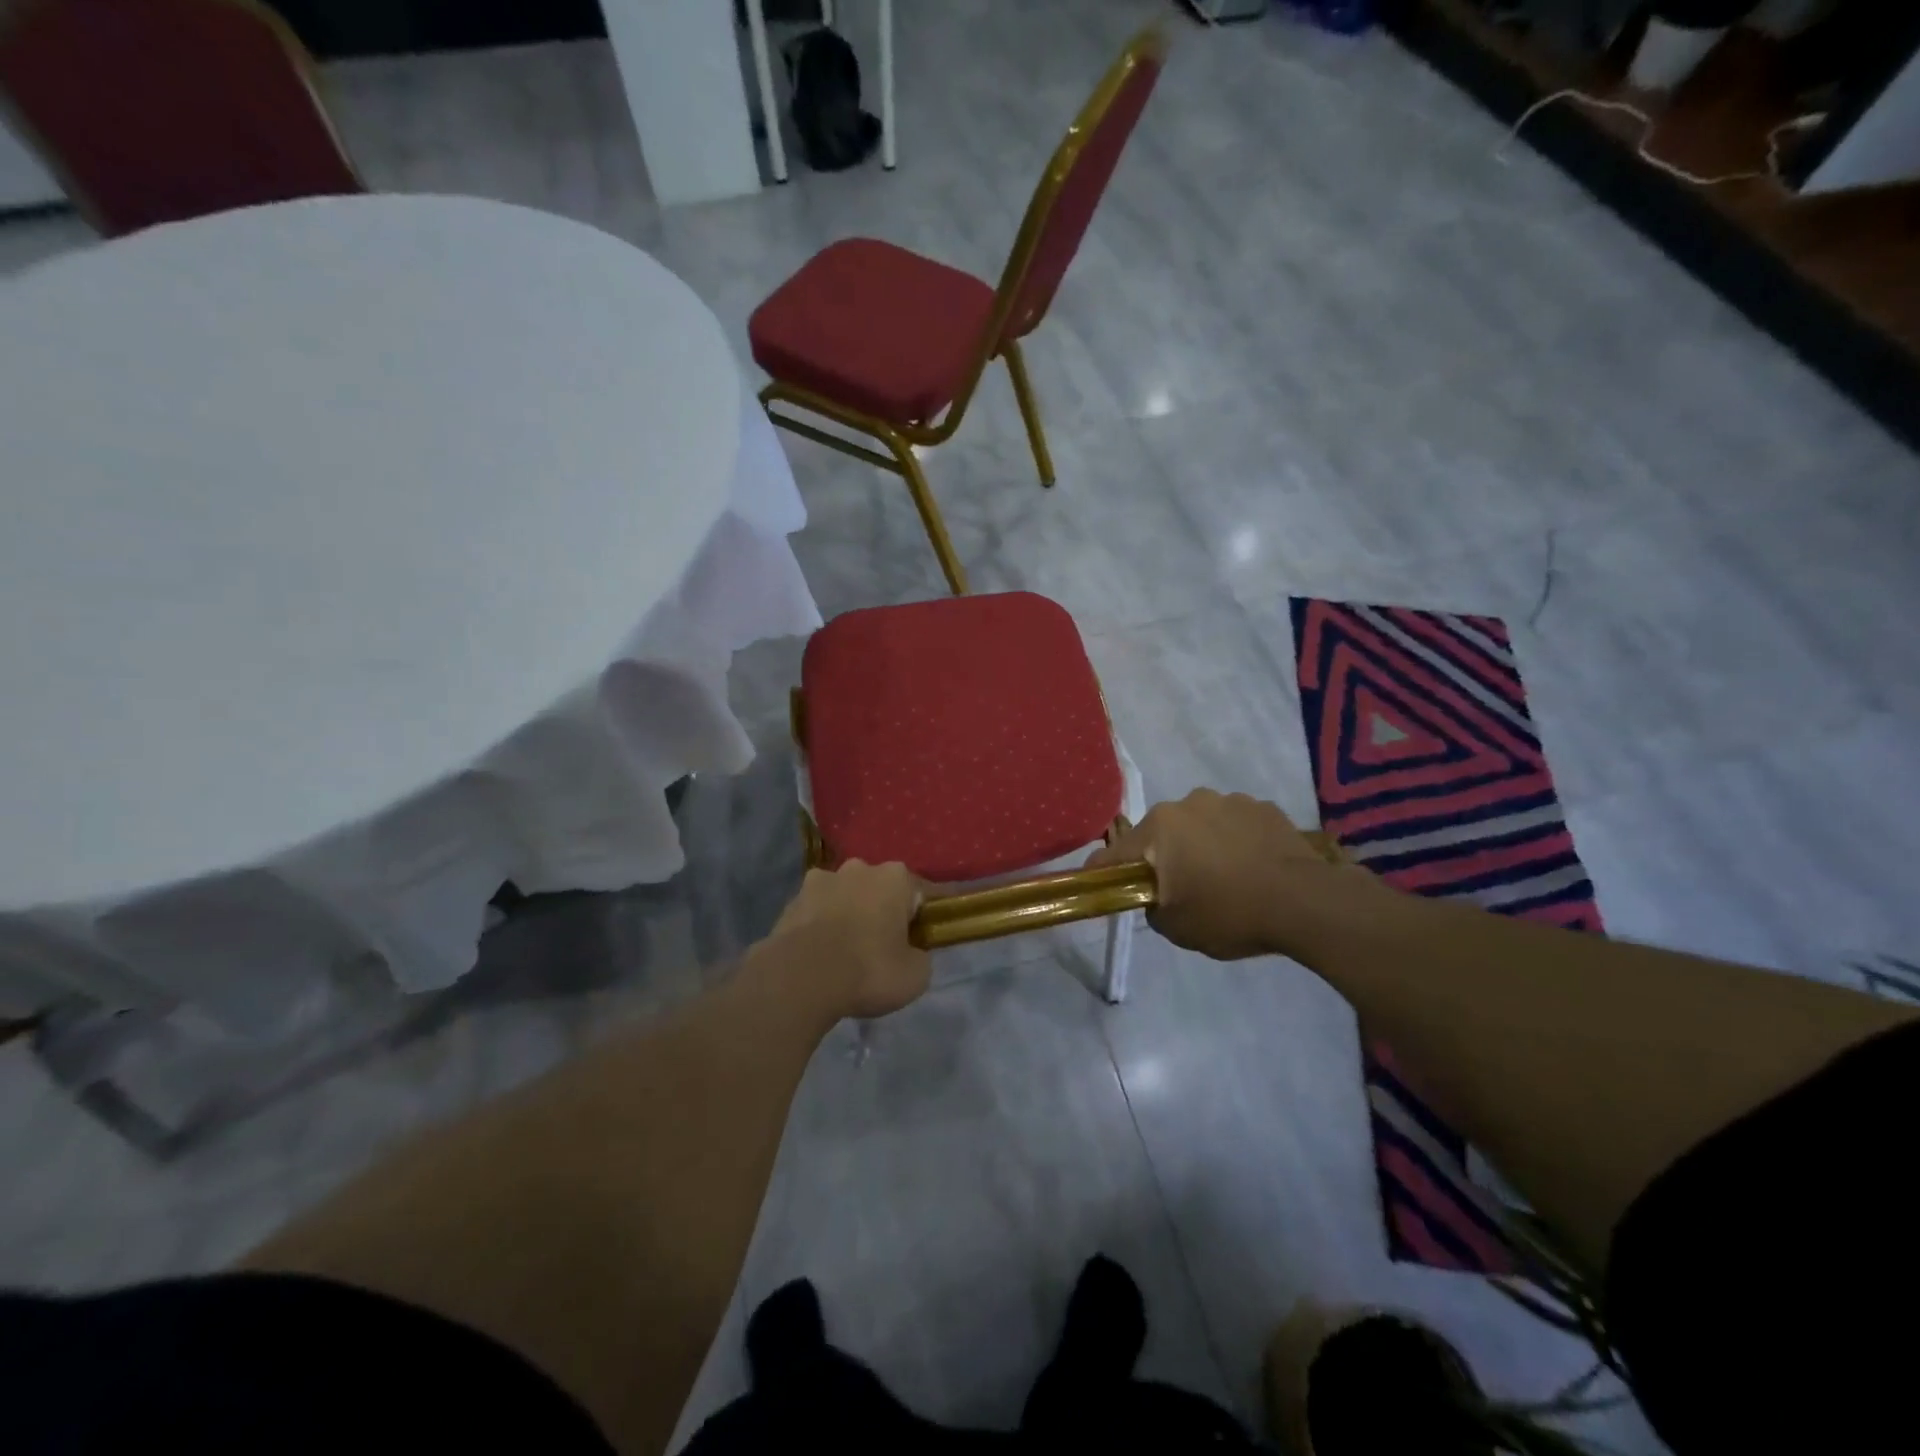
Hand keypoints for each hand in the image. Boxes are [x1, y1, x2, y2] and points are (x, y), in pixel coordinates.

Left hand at [762, 861, 931, 1019]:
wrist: (800, 979)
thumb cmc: (869, 970)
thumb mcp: (916, 975)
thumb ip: (920, 956)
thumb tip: (910, 953)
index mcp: (895, 877)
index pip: (921, 893)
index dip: (923, 918)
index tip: (921, 941)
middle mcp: (858, 868)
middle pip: (879, 890)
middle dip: (882, 911)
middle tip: (882, 948)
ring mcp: (820, 881)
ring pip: (844, 897)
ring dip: (847, 915)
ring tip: (845, 953)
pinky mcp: (791, 901)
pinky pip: (815, 913)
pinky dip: (820, 928)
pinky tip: (819, 956)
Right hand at [1089, 790, 1376, 960]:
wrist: (1306, 903)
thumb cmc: (1230, 913)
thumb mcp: (1176, 927)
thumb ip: (1151, 907)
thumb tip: (1155, 896)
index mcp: (1159, 827)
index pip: (1116, 853)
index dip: (1104, 872)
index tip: (1100, 885)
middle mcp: (1188, 803)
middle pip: (1161, 834)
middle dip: (1164, 857)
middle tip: (1179, 888)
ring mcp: (1229, 800)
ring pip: (1200, 825)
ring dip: (1202, 846)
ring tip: (1224, 878)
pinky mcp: (1264, 807)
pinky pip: (1235, 825)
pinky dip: (1235, 842)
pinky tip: (1252, 868)